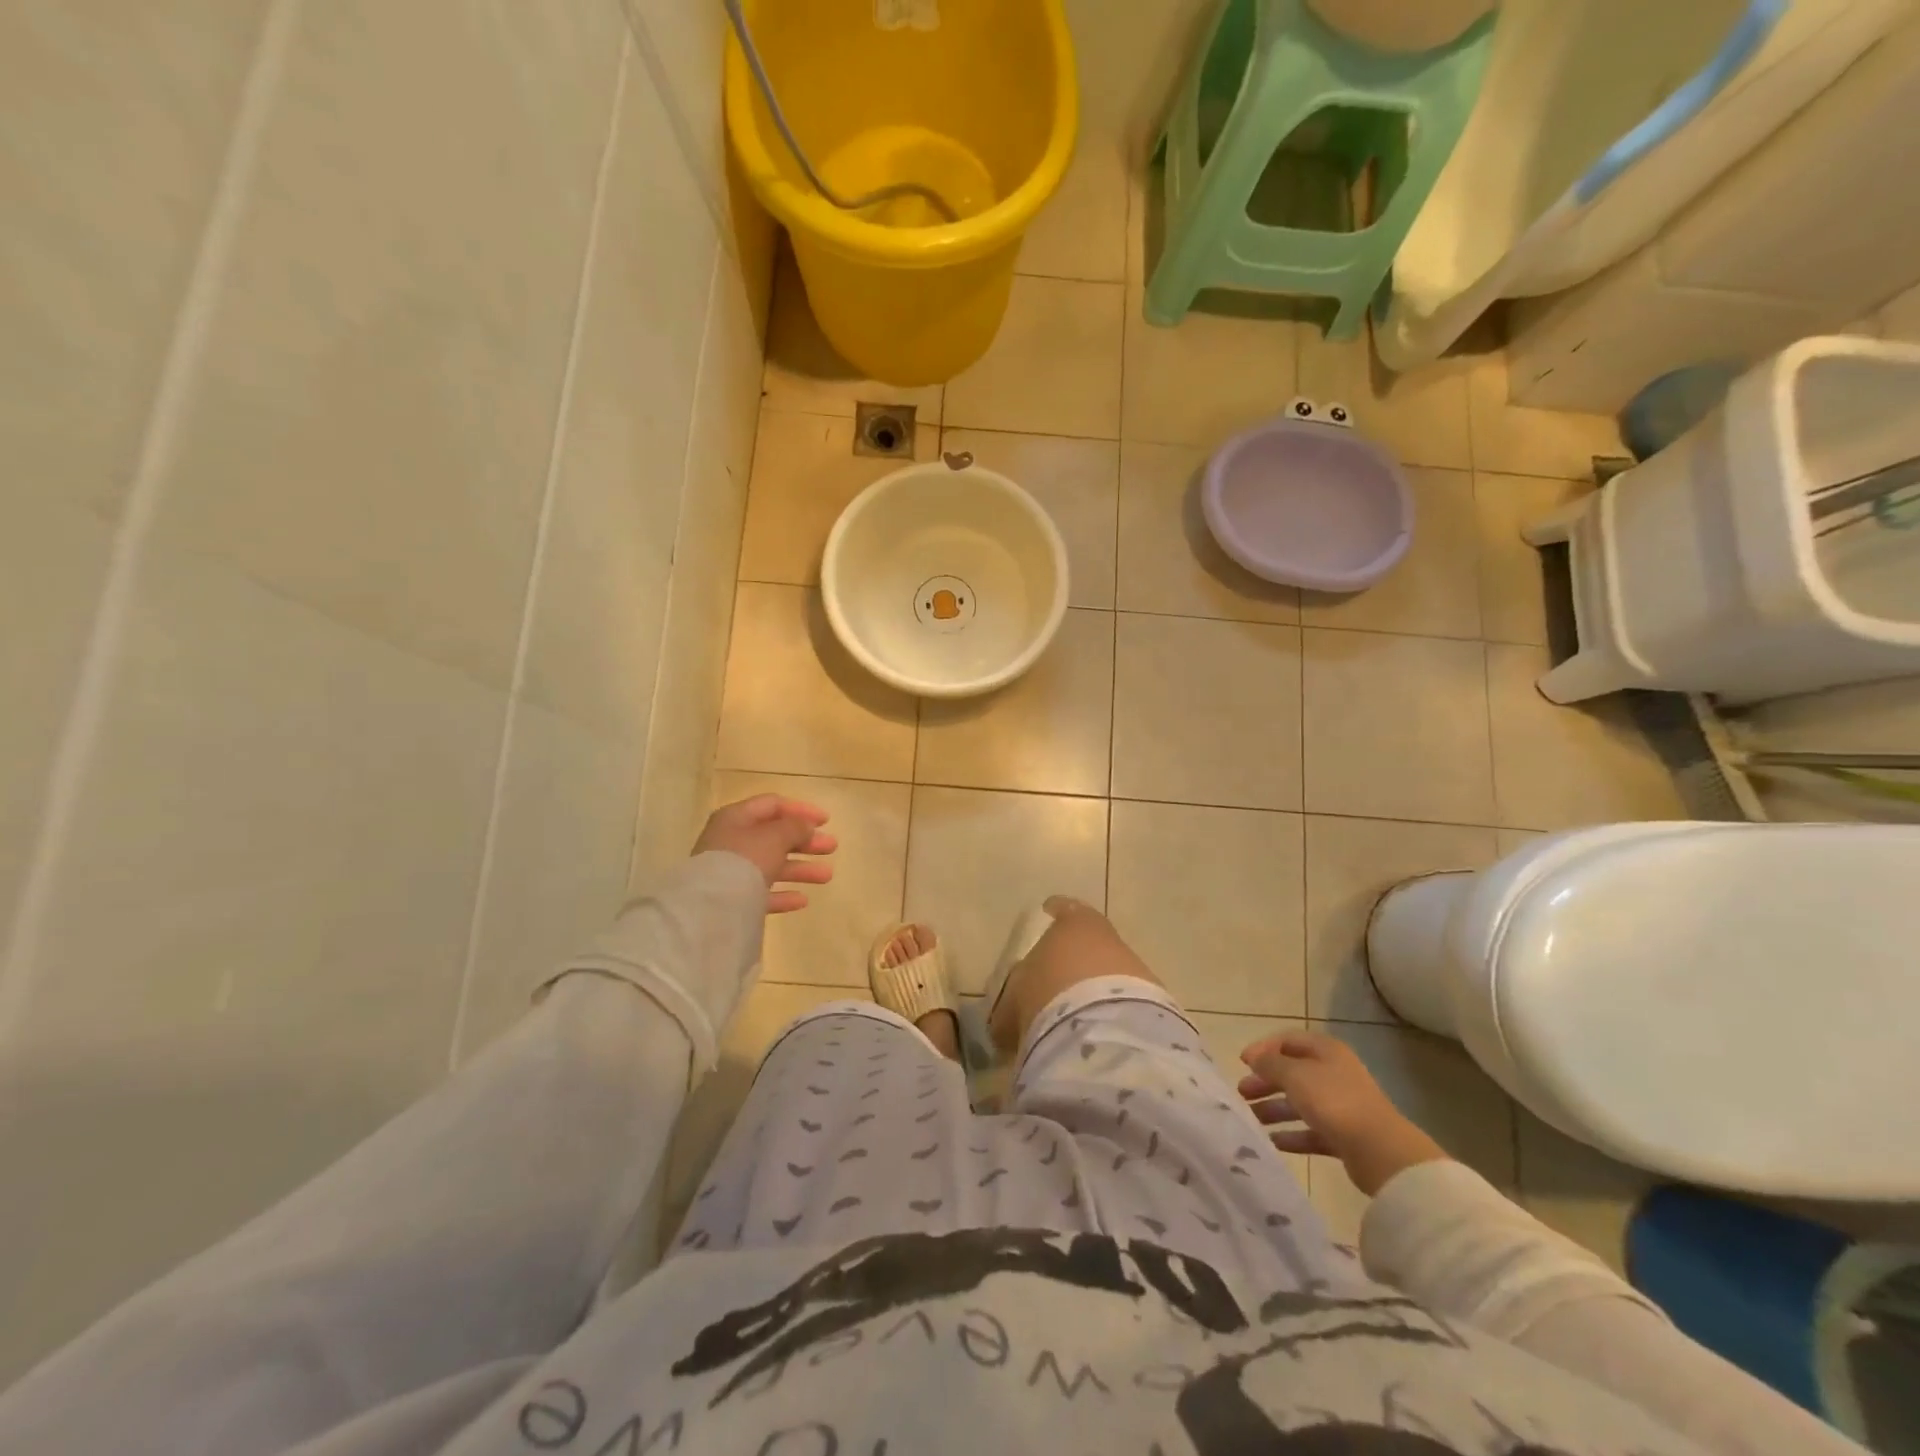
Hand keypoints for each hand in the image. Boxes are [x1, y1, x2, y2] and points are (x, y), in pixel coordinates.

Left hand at [694, 795, 836, 913]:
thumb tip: (806, 826)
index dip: (801, 810)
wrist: (711, 907)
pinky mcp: (732, 899)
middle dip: (805, 841)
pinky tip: (803, 900)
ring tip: (827, 876)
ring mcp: (730, 871)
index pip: (772, 805)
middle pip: (774, 836)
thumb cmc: (745, 860)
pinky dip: (783, 894)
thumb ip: (795, 828)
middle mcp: (731, 841)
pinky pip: (762, 892)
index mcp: (736, 818)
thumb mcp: (775, 837)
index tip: (826, 821)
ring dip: (801, 868)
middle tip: (832, 847)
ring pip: (771, 865)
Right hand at [1238, 1031, 1447, 1195]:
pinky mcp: (1344, 1135)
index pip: (1288, 1041)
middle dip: (1265, 1081)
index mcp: (1326, 1051)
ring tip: (1252, 1120)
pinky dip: (1292, 1134)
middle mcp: (1334, 1074)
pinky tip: (1273, 1142)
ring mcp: (1341, 1105)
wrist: (1380, 1151)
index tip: (1242, 1063)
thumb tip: (1254, 1058)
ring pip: (1300, 1103)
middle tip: (1242, 1093)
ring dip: (1274, 1109)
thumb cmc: (1333, 1101)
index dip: (1263, 1048)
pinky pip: (1311, 1131)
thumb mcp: (1294, 1075)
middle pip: (1292, 1072)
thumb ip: (1270, 1063)